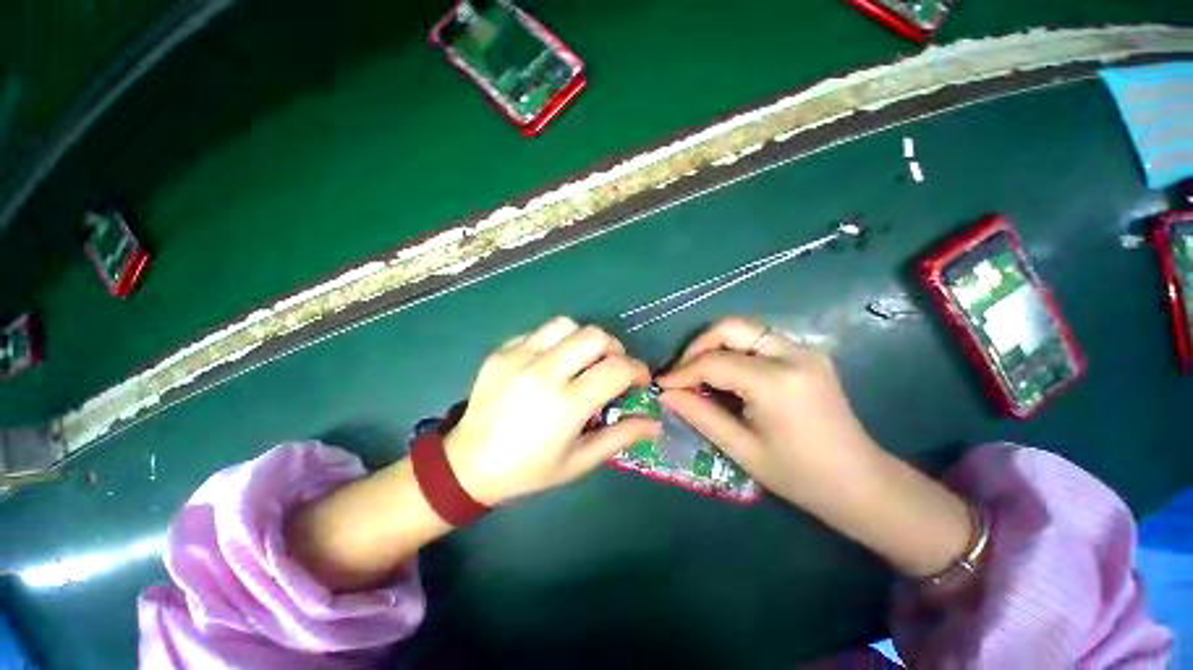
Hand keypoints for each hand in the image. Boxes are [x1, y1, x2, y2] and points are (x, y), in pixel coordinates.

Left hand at [446, 317, 660, 505]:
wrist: (468, 464)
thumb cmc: (529, 470)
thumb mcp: (579, 461)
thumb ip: (620, 437)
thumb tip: (655, 423)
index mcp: (566, 405)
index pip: (617, 369)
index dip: (638, 370)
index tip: (639, 380)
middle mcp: (543, 373)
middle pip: (595, 336)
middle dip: (614, 349)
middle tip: (611, 368)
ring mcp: (518, 357)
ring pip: (566, 324)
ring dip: (583, 339)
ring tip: (581, 361)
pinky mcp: (501, 351)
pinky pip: (539, 332)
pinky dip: (555, 342)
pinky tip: (550, 363)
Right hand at [656, 317, 879, 510]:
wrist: (860, 482)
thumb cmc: (800, 475)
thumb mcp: (742, 449)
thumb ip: (700, 415)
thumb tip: (667, 394)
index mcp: (776, 382)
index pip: (714, 362)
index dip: (682, 371)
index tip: (662, 383)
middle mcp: (792, 354)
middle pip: (730, 327)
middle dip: (698, 346)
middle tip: (682, 372)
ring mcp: (803, 349)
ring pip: (744, 328)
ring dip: (715, 346)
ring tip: (699, 373)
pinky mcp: (807, 353)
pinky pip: (758, 339)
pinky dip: (734, 350)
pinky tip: (726, 374)